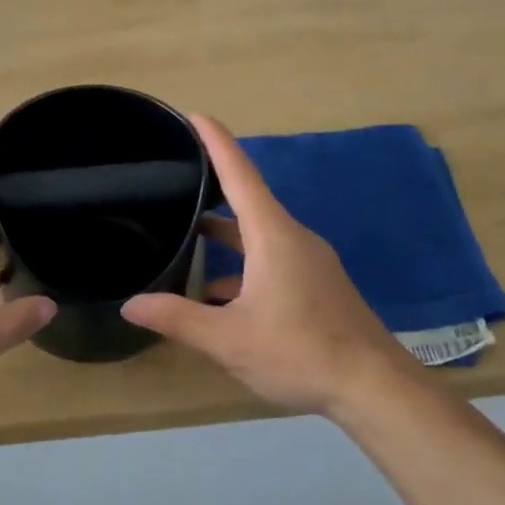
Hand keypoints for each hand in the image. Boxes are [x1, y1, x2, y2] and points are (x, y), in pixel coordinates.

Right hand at [121, 116, 421, 416]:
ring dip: (225, 235)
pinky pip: (271, 259)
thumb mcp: (229, 339)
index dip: (216, 142)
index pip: (240, 175)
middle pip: (248, 201)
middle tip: (177, 178)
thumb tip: (131, 304)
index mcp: (273, 236)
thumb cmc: (300, 352)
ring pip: (258, 235)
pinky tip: (218, 295)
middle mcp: (293, 239)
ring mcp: (309, 262)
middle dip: (213, 187)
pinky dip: (243, 265)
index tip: (194, 115)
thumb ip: (178, 319)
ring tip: (186, 238)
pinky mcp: (316, 285)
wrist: (374, 388)